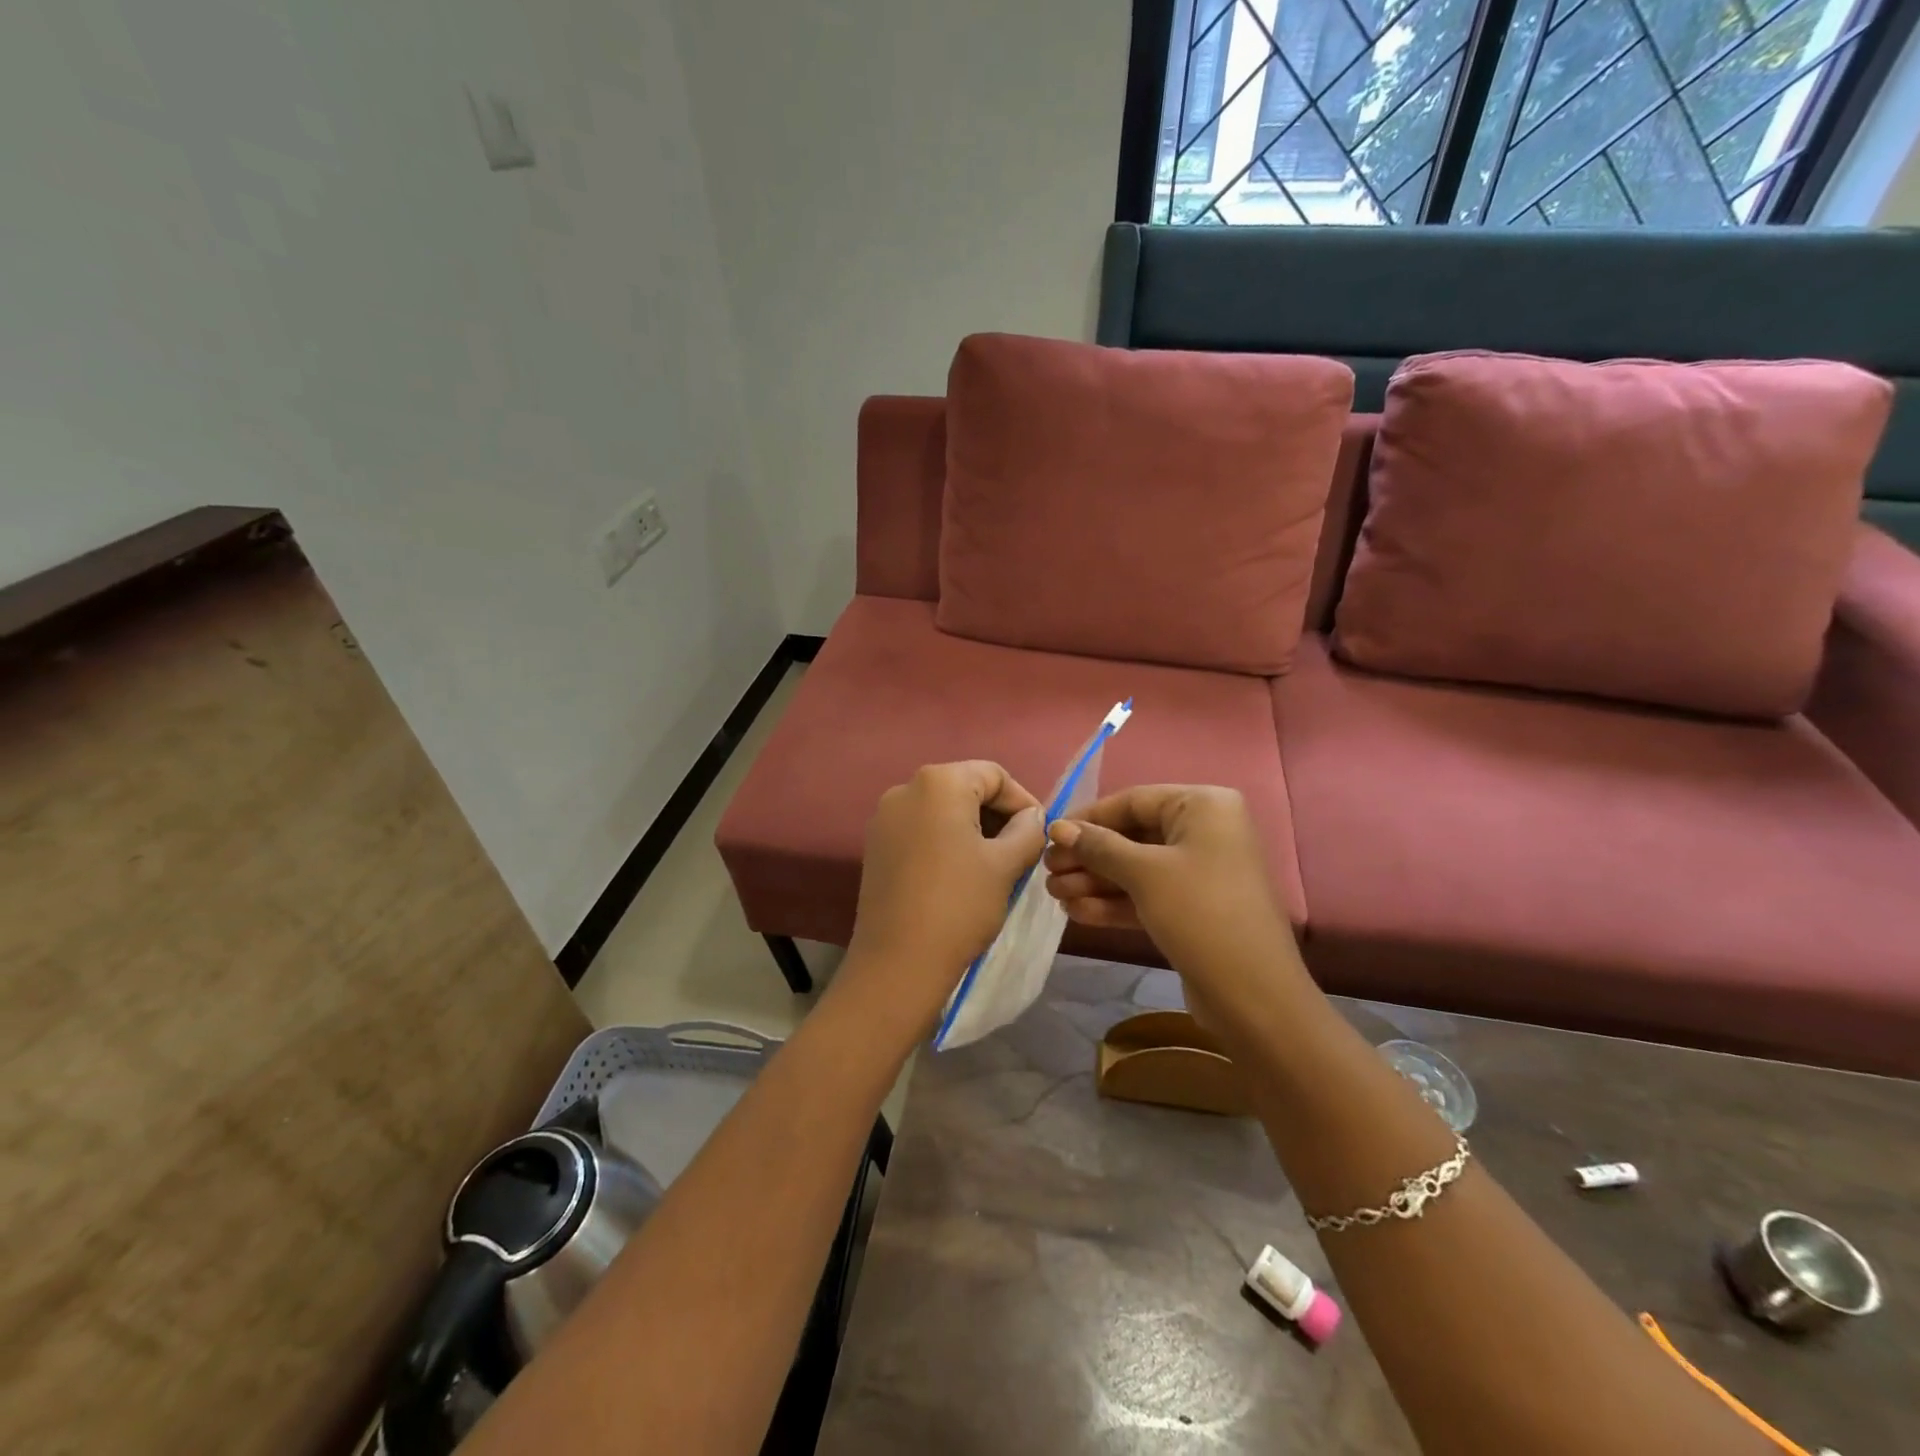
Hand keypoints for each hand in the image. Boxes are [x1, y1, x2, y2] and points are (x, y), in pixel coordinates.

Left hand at [837, 762, 1045, 1035]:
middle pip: (965, 788)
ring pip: (942, 810)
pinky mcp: (875, 846)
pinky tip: (962, 874)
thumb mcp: (1006, 865)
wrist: (898, 962)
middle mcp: (905, 788)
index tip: (1040, 834)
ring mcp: (885, 818)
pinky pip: (921, 830)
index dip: (1023, 801)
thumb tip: (1033, 818)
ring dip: (973, 829)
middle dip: (997, 815)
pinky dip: (946, 842)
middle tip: (1022, 851)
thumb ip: (1027, 831)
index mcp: (938, 782)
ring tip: (996, 865)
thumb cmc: (959, 905)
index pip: (994, 775)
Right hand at [1043, 785, 1298, 997]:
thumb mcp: (1144, 873)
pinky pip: (1147, 894)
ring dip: (1094, 881)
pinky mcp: (1194, 907)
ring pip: (1136, 868)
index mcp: (1204, 806)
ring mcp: (1201, 871)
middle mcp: (1205, 831)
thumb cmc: (1200, 914)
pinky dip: (1114, 901)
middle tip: (1048, 872)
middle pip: (1132, 835)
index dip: (1088, 819)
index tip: (1049, 836)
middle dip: (1088, 856)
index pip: (1133, 800)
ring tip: (1053, 896)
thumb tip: (1057, 826)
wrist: (1254, 996)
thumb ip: (1098, 846)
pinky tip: (1076, 912)